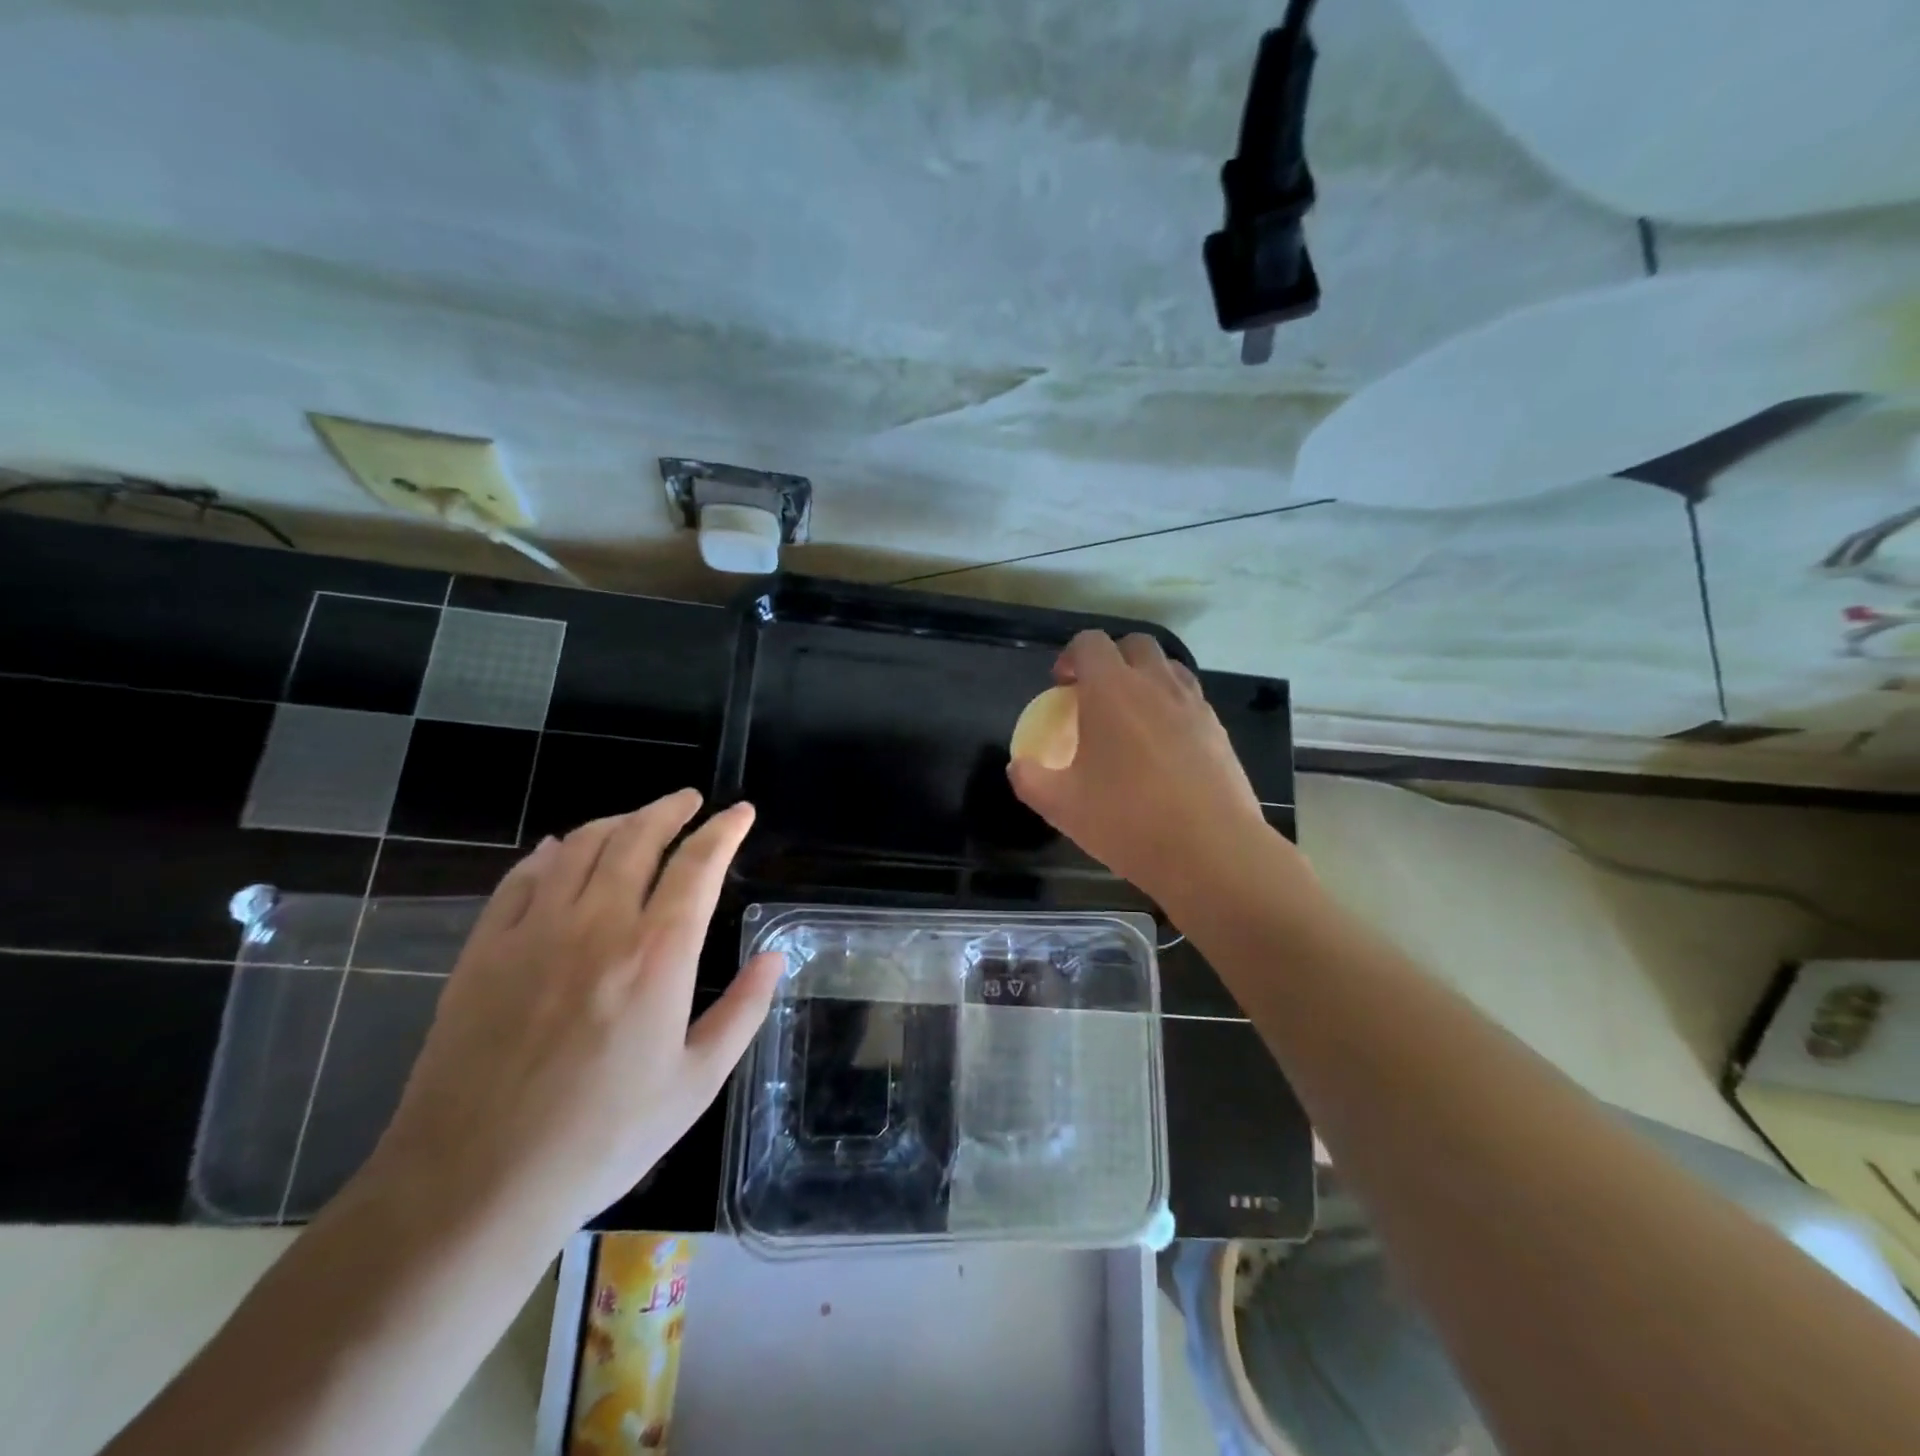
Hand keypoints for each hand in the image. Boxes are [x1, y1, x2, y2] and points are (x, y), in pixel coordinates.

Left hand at [363, 792, 781, 1241]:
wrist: (472, 1185)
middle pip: (638, 838)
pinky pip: (521, 878)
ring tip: (637, 820)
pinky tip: (558, 850)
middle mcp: (598, 924)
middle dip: (670, 810)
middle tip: (689, 800)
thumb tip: (775, 957)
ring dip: (616, 822)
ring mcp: (535, 931)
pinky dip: (549, 854)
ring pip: (580, 847)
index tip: (740, 812)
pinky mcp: (484, 950)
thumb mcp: (695, 1084)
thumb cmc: (602, 1139)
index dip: (724, 831)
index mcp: (658, 953)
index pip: (698, 865)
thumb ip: (742, 1011)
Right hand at [1008, 632, 1272, 909]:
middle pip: (1134, 645)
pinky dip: (1171, 707)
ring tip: (1132, 718)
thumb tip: (1018, 766)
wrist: (1210, 850)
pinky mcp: (1219, 729)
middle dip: (1112, 659)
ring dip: (1145, 679)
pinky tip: (1163, 748)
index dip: (1071, 657)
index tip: (1062, 687)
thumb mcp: (1061, 806)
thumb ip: (1030, 779)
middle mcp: (1155, 684)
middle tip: (1096, 696)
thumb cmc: (1126, 820)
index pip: (1090, 643)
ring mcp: (1193, 704)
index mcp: (1111, 691)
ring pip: (1168, 668)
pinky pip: (1191, 700)